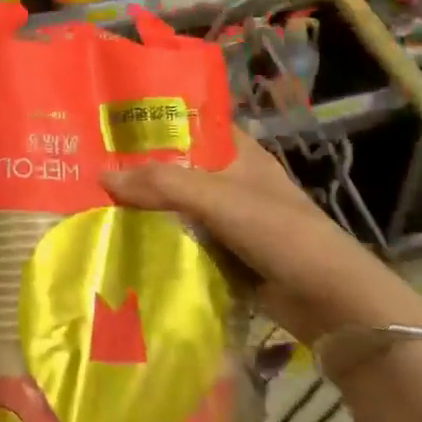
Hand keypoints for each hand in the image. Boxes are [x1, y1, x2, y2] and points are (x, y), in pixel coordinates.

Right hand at [103, 127, 421, 342]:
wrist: (330, 302)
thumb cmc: (279, 232)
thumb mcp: (217, 198)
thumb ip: (161, 184)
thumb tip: (101, 176)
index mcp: (239, 153)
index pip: (191, 124)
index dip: (155, 120)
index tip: (112, 121)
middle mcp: (233, 180)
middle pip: (178, 167)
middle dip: (141, 169)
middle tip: (91, 166)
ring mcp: (230, 220)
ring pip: (178, 206)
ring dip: (147, 208)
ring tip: (96, 202)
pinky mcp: (227, 254)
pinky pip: (184, 240)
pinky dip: (160, 241)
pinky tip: (124, 241)